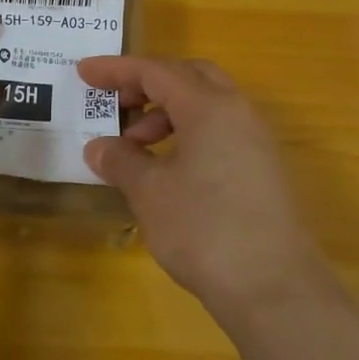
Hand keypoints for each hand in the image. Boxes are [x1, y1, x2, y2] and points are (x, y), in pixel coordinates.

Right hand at [77, 56, 319, 308]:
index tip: (83, 72)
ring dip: (166, 113)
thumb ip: (121, 160)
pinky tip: (167, 170)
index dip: (116, 70)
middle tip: (116, 102)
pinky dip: (187, 134)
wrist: (275, 290)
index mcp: (210, 107)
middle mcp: (238, 113)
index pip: (156, 71)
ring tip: (136, 146)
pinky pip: (219, 132)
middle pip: (188, 77)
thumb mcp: (149, 192)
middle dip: (148, 83)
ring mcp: (256, 142)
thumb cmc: (204, 229)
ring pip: (206, 105)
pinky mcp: (263, 171)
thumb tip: (99, 147)